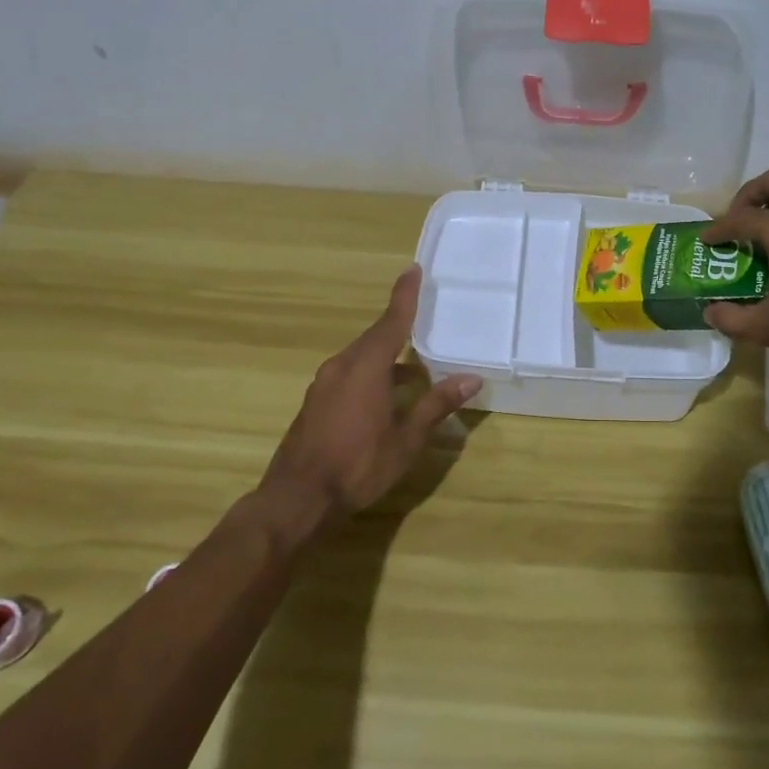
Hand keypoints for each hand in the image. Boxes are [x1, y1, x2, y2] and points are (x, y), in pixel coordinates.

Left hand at [260, 265, 480, 533]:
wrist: (298, 498)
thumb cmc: (358, 465)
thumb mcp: (406, 439)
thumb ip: (436, 405)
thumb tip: (471, 378)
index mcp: (366, 367)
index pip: (392, 322)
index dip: (404, 296)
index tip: (412, 270)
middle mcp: (341, 366)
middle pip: (375, 338)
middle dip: (399, 328)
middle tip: (422, 318)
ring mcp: (324, 385)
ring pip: (361, 358)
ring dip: (387, 357)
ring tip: (414, 368)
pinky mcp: (316, 403)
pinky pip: (349, 374)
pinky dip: (371, 374)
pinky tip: (385, 396)